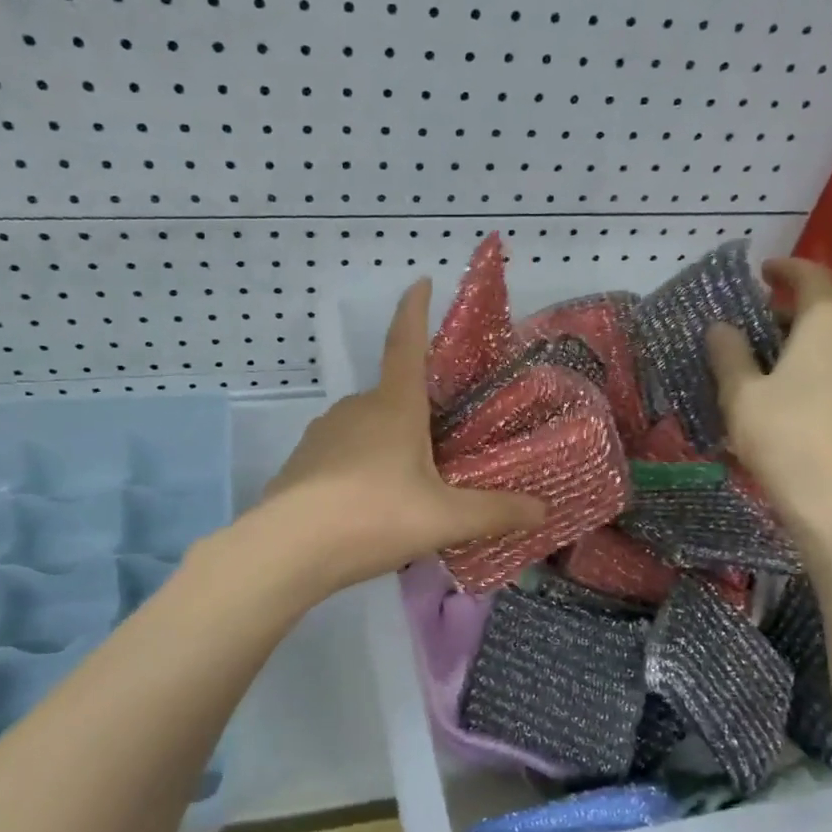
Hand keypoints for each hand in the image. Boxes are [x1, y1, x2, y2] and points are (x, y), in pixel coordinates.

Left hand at [256, 280, 545, 595]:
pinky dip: (360, 470)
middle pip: (393, 398)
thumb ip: (495, 513)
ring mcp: (322, 434)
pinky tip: (369, 507)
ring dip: (388, 447)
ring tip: (408, 490)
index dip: (415, 311)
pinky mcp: (301, 462)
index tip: (421, 281)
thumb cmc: (374, 517)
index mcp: (394, 407)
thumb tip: (543, 510)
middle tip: (442, 450)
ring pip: (367, 429)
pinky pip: (342, 455)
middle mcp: (356, 409)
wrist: (288, 549)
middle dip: (416, 415)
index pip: (407, 344)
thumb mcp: (444, 519)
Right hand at [707, 257, 831, 543]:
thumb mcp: (741, 394)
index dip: (786, 269)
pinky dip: (816, 368)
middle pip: (826, 311)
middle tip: (751, 327)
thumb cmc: (784, 438)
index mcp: (829, 326)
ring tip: (766, 364)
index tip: (762, 271)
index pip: (812, 278)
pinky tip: (791, 397)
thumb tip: (722, 328)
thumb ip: (729, 354)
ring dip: (802, 343)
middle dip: (787, 312)